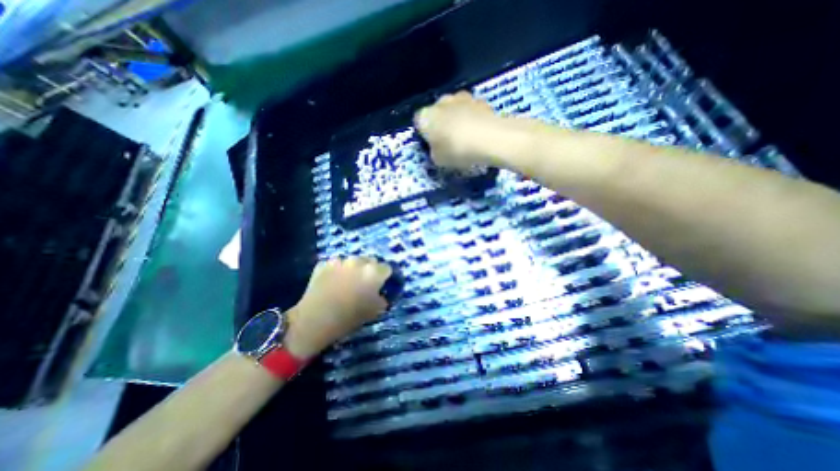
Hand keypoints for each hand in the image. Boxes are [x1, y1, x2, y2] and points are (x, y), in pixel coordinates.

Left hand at [284, 256, 391, 358]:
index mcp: (373, 272)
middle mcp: (358, 261)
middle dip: (369, 269)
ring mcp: (339, 261)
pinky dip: (335, 271)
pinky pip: (335, 265)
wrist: (315, 319)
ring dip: (352, 269)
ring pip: (351, 261)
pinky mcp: (324, 264)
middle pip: (370, 261)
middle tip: (364, 283)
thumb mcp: (375, 311)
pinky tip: (331, 283)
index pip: (386, 268)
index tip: (381, 285)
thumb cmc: (349, 316)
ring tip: (345, 282)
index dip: (384, 277)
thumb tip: (380, 294)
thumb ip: (382, 299)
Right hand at [412, 91, 512, 166]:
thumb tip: (437, 148)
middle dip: (441, 124)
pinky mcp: (480, 99)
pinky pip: (471, 110)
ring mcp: (462, 97)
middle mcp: (441, 101)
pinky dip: (472, 118)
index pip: (418, 122)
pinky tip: (478, 132)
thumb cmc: (456, 150)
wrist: (489, 138)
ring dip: (457, 119)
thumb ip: (434, 152)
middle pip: (437, 112)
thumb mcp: (438, 160)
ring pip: (455, 109)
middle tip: (448, 141)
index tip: (431, 144)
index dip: (424, 134)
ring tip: (466, 137)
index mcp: (426, 116)